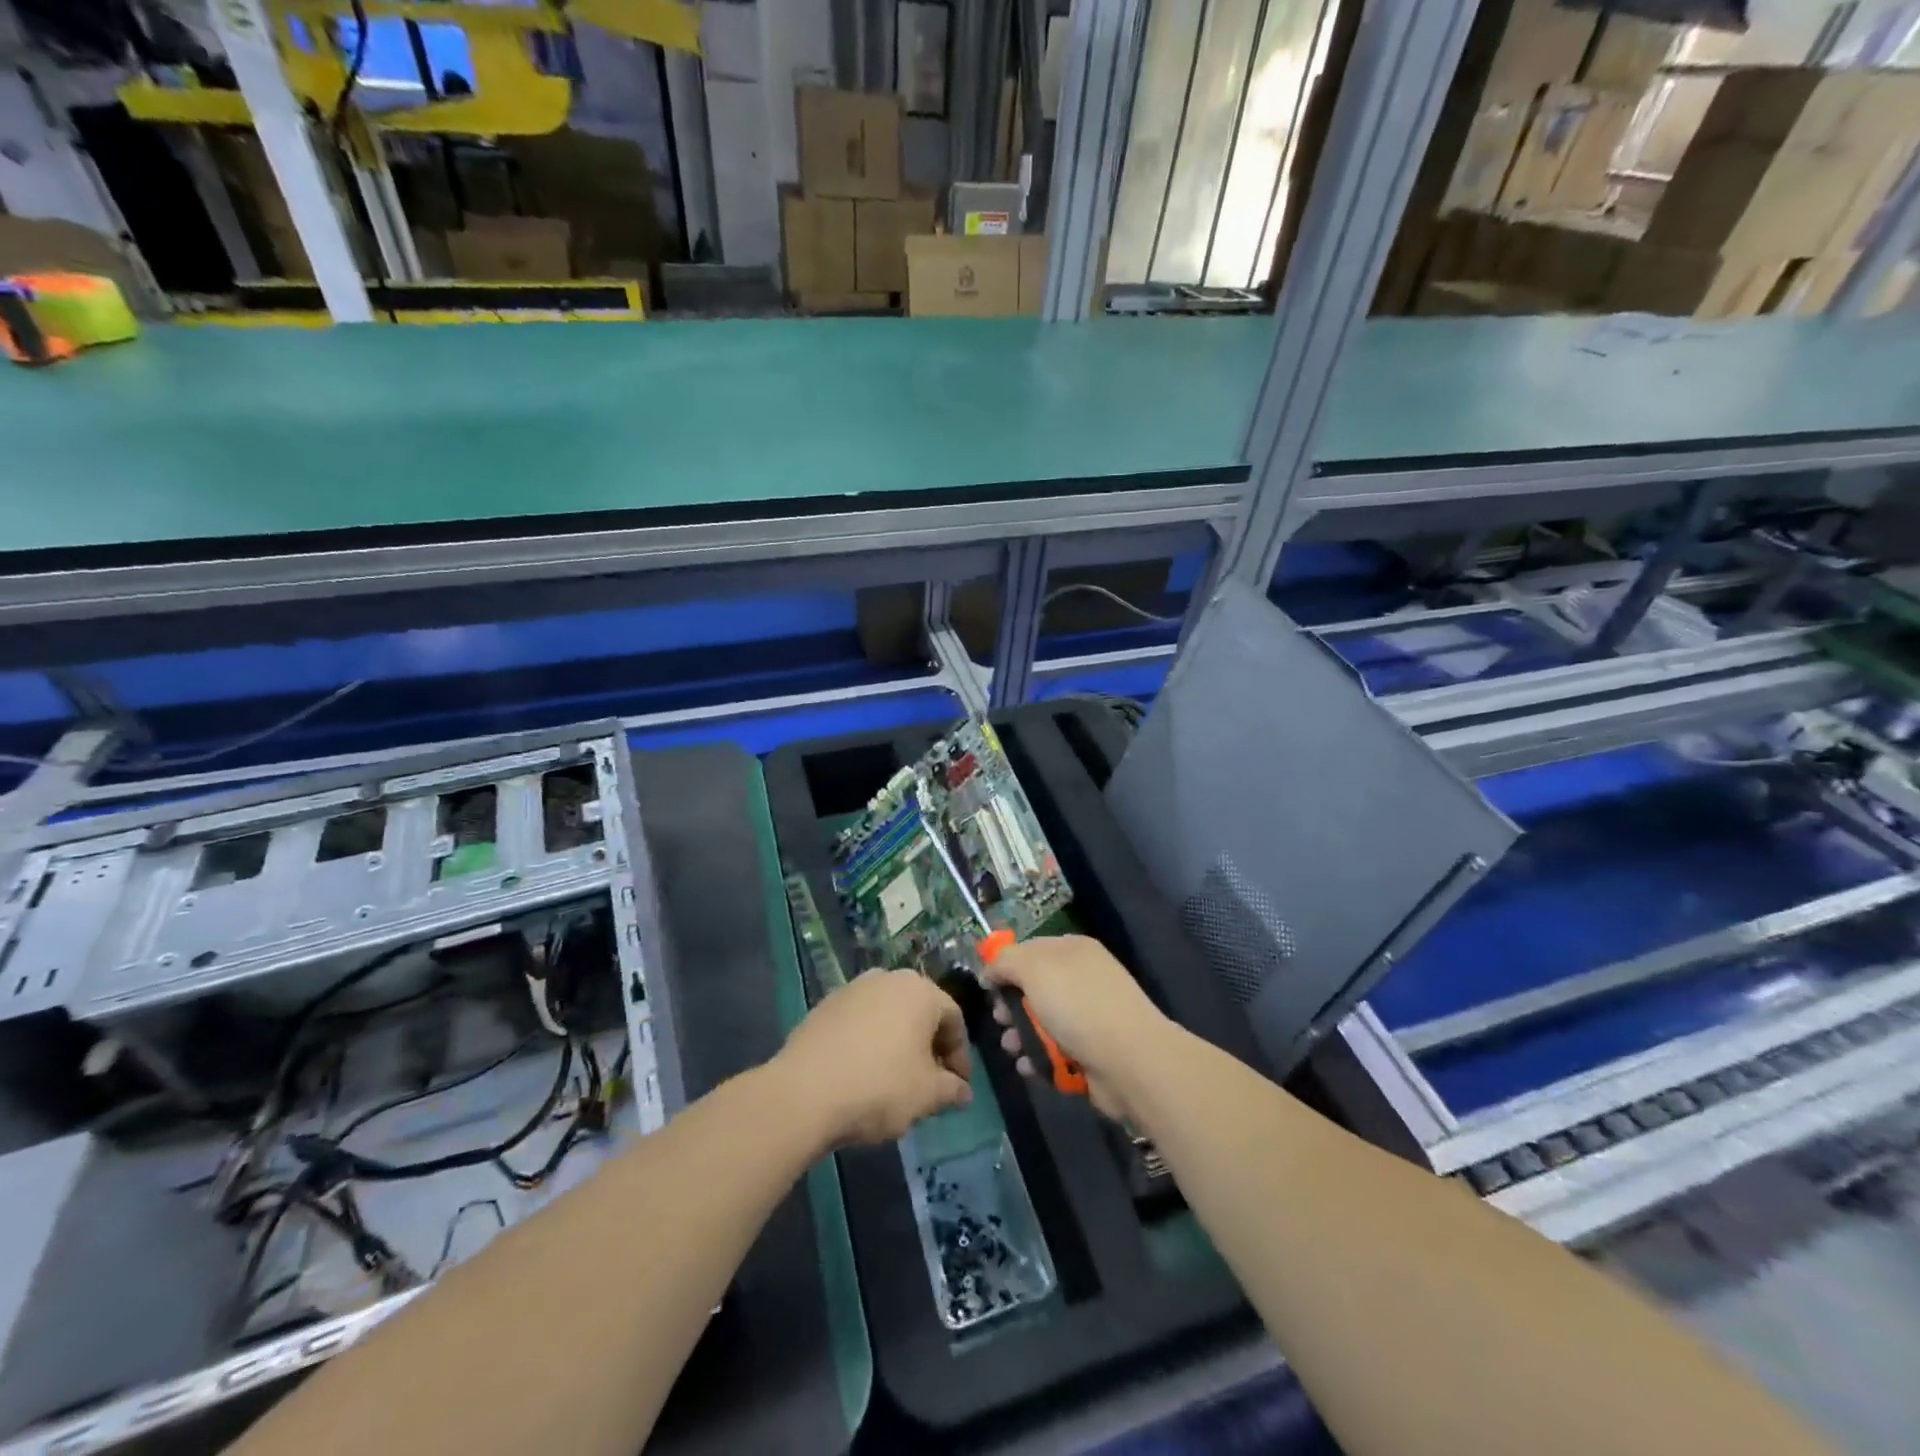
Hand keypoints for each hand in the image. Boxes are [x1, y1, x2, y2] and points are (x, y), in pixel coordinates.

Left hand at [773, 970, 971, 1148]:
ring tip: (895, 1080)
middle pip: (920, 1013)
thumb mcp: (927, 1095)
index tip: (957, 1088)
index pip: (953, 1020)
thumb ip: (951, 1089)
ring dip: (898, 1043)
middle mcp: (888, 978)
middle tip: (930, 1083)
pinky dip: (869, 1042)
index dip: (960, 1056)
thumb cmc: (880, 1087)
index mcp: (920, 990)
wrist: (804, 1092)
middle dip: (929, 1047)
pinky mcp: (825, 1005)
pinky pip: (859, 1022)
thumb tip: (962, 1091)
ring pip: (888, 1015)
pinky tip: (862, 1073)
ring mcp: (853, 988)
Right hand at [985, 935, 1174, 1122]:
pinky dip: (1038, 1059)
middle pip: (1033, 988)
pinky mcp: (1089, 1052)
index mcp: (1073, 950)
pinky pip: (1053, 1051)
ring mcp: (1088, 1017)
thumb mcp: (1034, 968)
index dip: (1006, 965)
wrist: (1129, 1061)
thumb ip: (1005, 961)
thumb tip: (990, 970)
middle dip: (1011, 1005)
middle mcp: (1082, 979)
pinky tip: (1030, 1065)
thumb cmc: (1078, 1004)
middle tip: (1002, 1019)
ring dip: (1020, 1035)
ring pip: (1040, 1023)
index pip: (1030, 949)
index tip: (988, 986)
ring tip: (1013, 1047)